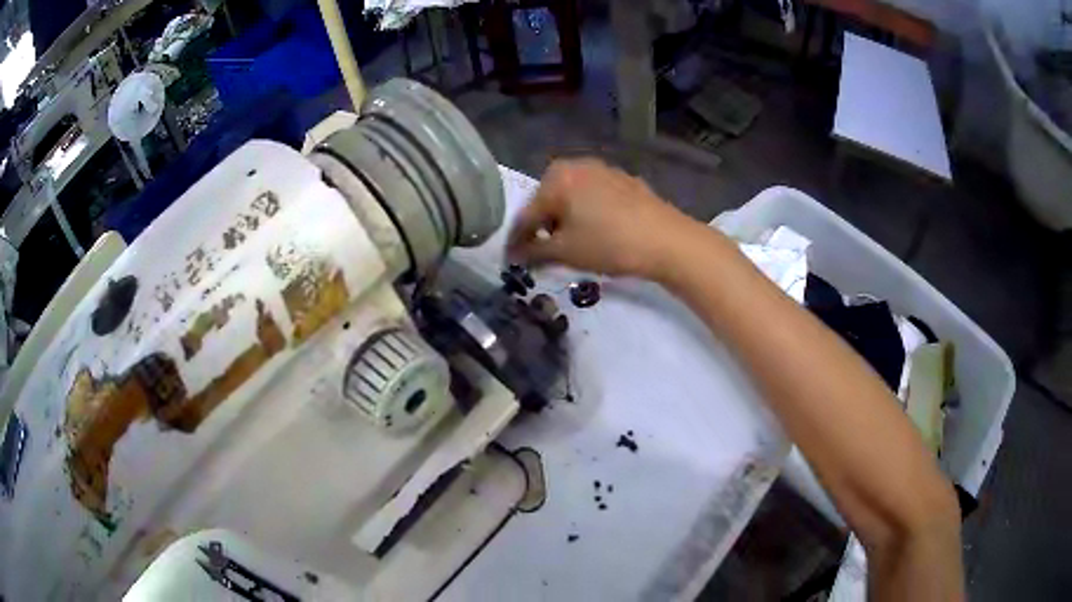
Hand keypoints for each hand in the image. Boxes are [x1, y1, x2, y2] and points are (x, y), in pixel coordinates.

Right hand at [506, 158, 702, 280]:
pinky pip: (595, 197)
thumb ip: (533, 252)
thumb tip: (514, 256)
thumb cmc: (609, 243)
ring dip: (565, 220)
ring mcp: (604, 170)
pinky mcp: (625, 181)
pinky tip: (598, 233)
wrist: (668, 240)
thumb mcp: (565, 252)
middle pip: (548, 201)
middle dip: (543, 227)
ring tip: (571, 245)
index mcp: (557, 177)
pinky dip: (588, 214)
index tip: (511, 260)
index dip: (517, 241)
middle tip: (543, 253)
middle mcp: (577, 165)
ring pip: (572, 197)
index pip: (527, 214)